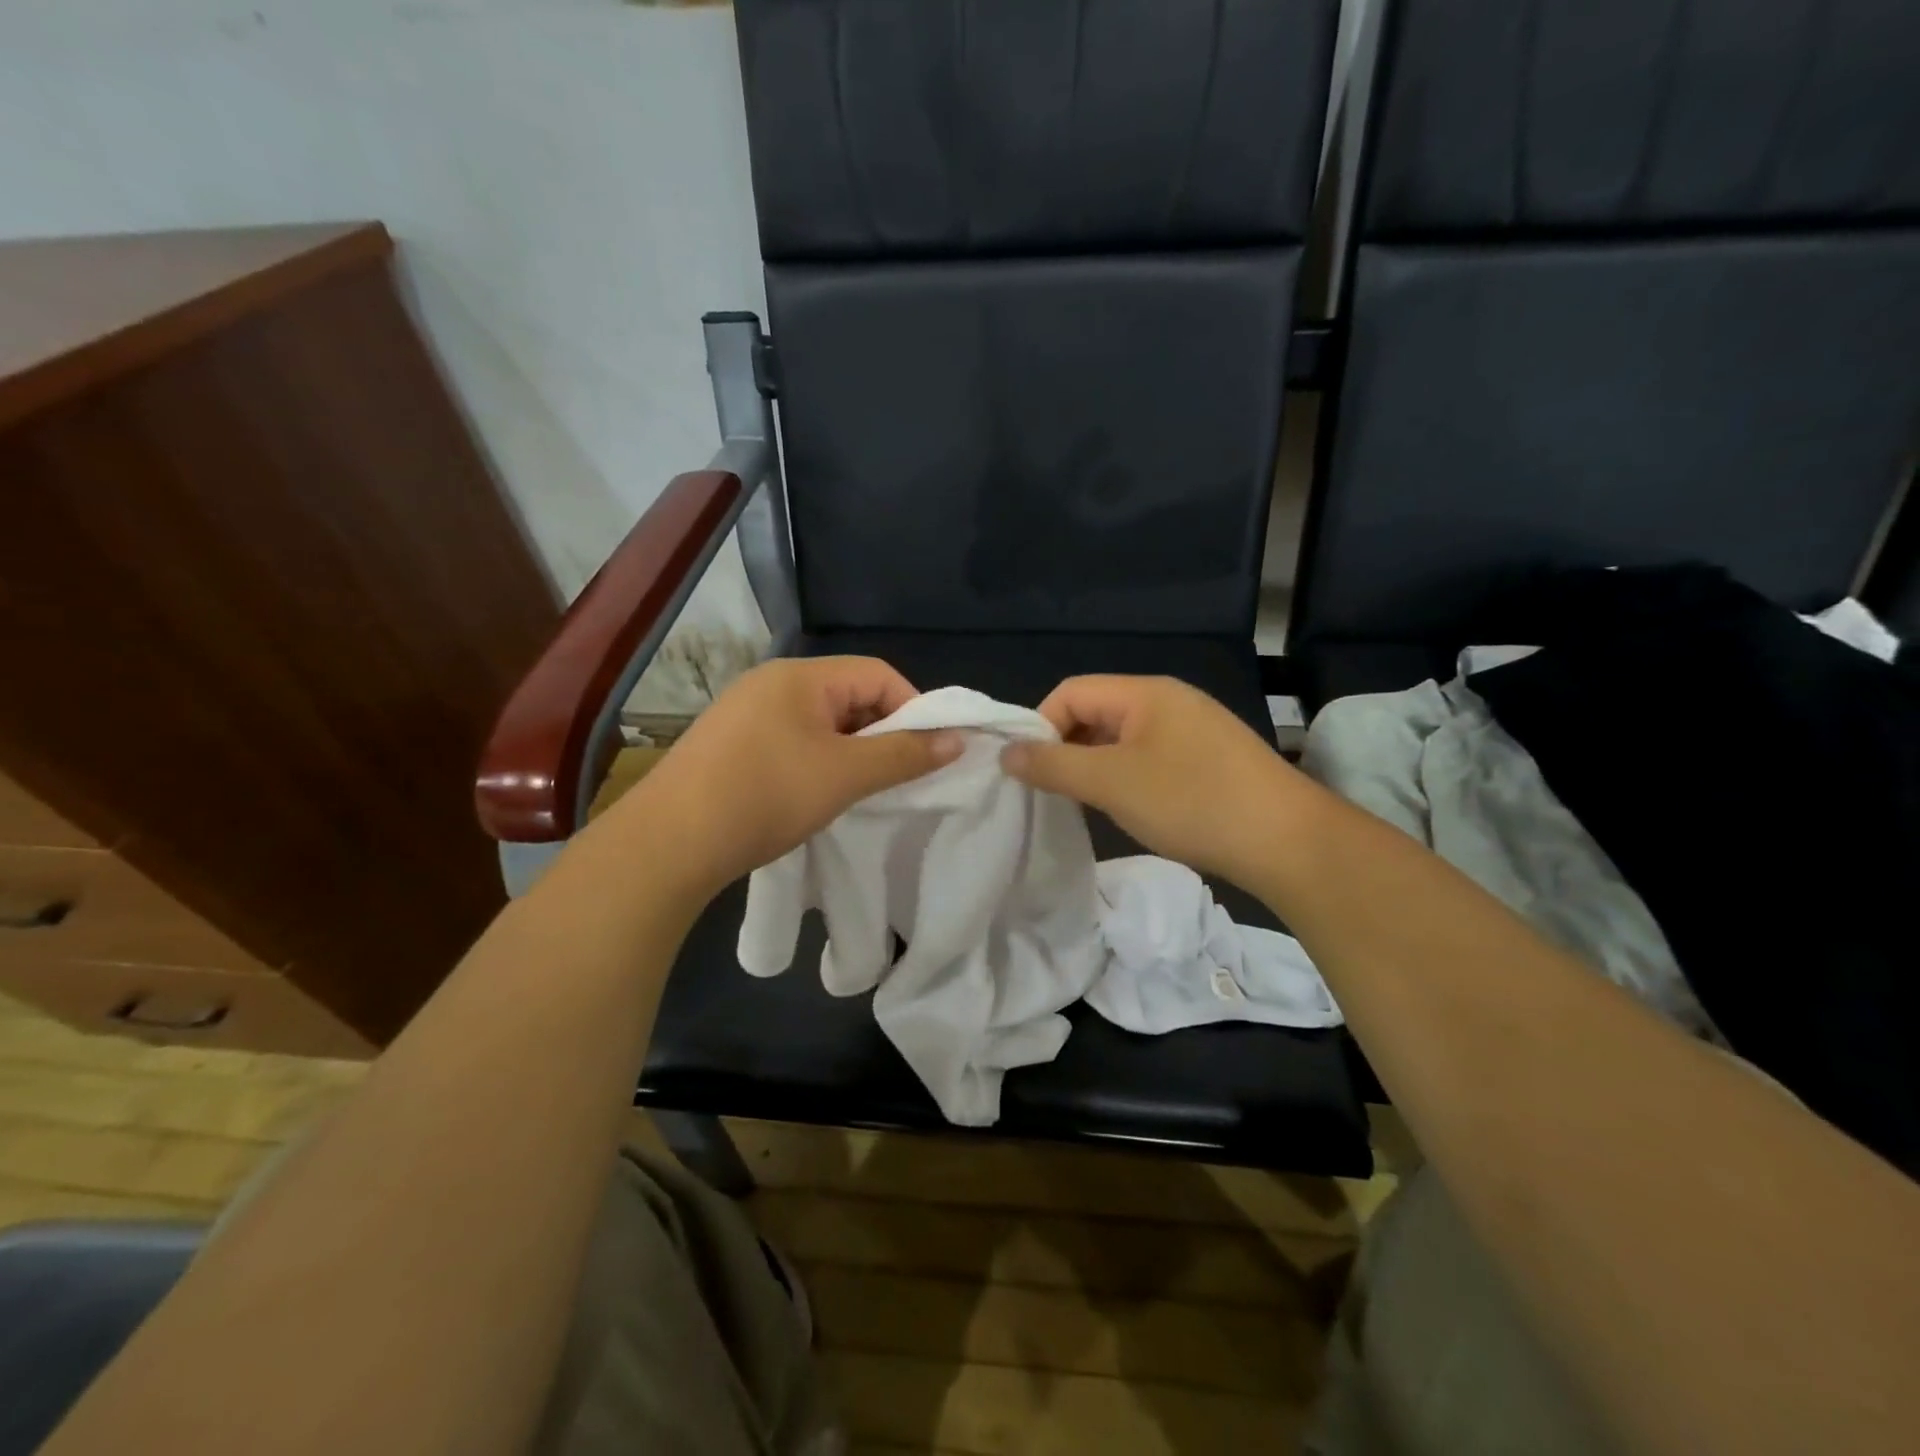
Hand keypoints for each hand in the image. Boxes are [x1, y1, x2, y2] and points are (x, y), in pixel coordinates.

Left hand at [628, 657, 960, 895]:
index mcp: (800, 676)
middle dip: (881, 733)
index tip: (929, 752)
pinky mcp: (730, 745)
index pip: (878, 674)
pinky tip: (816, 796)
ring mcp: (746, 713)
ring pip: (821, 723)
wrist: (669, 843)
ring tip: (860, 791)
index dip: (914, 708)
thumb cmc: (766, 795)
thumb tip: (958, 740)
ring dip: (851, 752)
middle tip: (897, 776)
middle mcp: (772, 683)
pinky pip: (792, 742)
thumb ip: (905, 754)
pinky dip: (818, 763)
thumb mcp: (845, 775)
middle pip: (849, 696)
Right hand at [1000, 675, 1302, 888]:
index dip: (1041, 726)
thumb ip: (1053, 766)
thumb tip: (1006, 754)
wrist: (1287, 841)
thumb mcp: (1111, 783)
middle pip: (1096, 712)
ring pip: (1123, 739)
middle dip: (1068, 748)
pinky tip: (1133, 809)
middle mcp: (1169, 700)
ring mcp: (1194, 729)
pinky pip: (1151, 757)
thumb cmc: (1191, 801)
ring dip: (1097, 767)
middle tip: (1056, 792)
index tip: (1032, 772)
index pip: (1070, 692)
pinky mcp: (1210, 759)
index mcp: (1144, 692)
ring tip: (1090, 804)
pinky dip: (1128, 778)